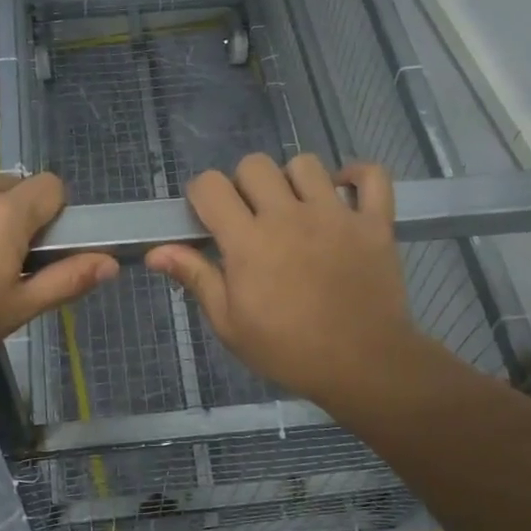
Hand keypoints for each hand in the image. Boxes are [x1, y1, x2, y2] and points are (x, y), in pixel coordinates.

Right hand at [147, 154, 438, 410]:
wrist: (364, 366)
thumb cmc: (288, 350)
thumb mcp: (230, 324)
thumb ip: (196, 278)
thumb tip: (156, 252)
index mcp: (248, 241)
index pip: (211, 185)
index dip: (202, 195)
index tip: (207, 218)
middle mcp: (289, 216)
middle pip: (255, 165)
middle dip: (244, 185)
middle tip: (250, 217)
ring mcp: (336, 215)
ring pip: (305, 164)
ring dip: (293, 181)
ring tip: (296, 210)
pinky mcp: (374, 222)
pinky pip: (372, 176)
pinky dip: (358, 177)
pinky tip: (344, 194)